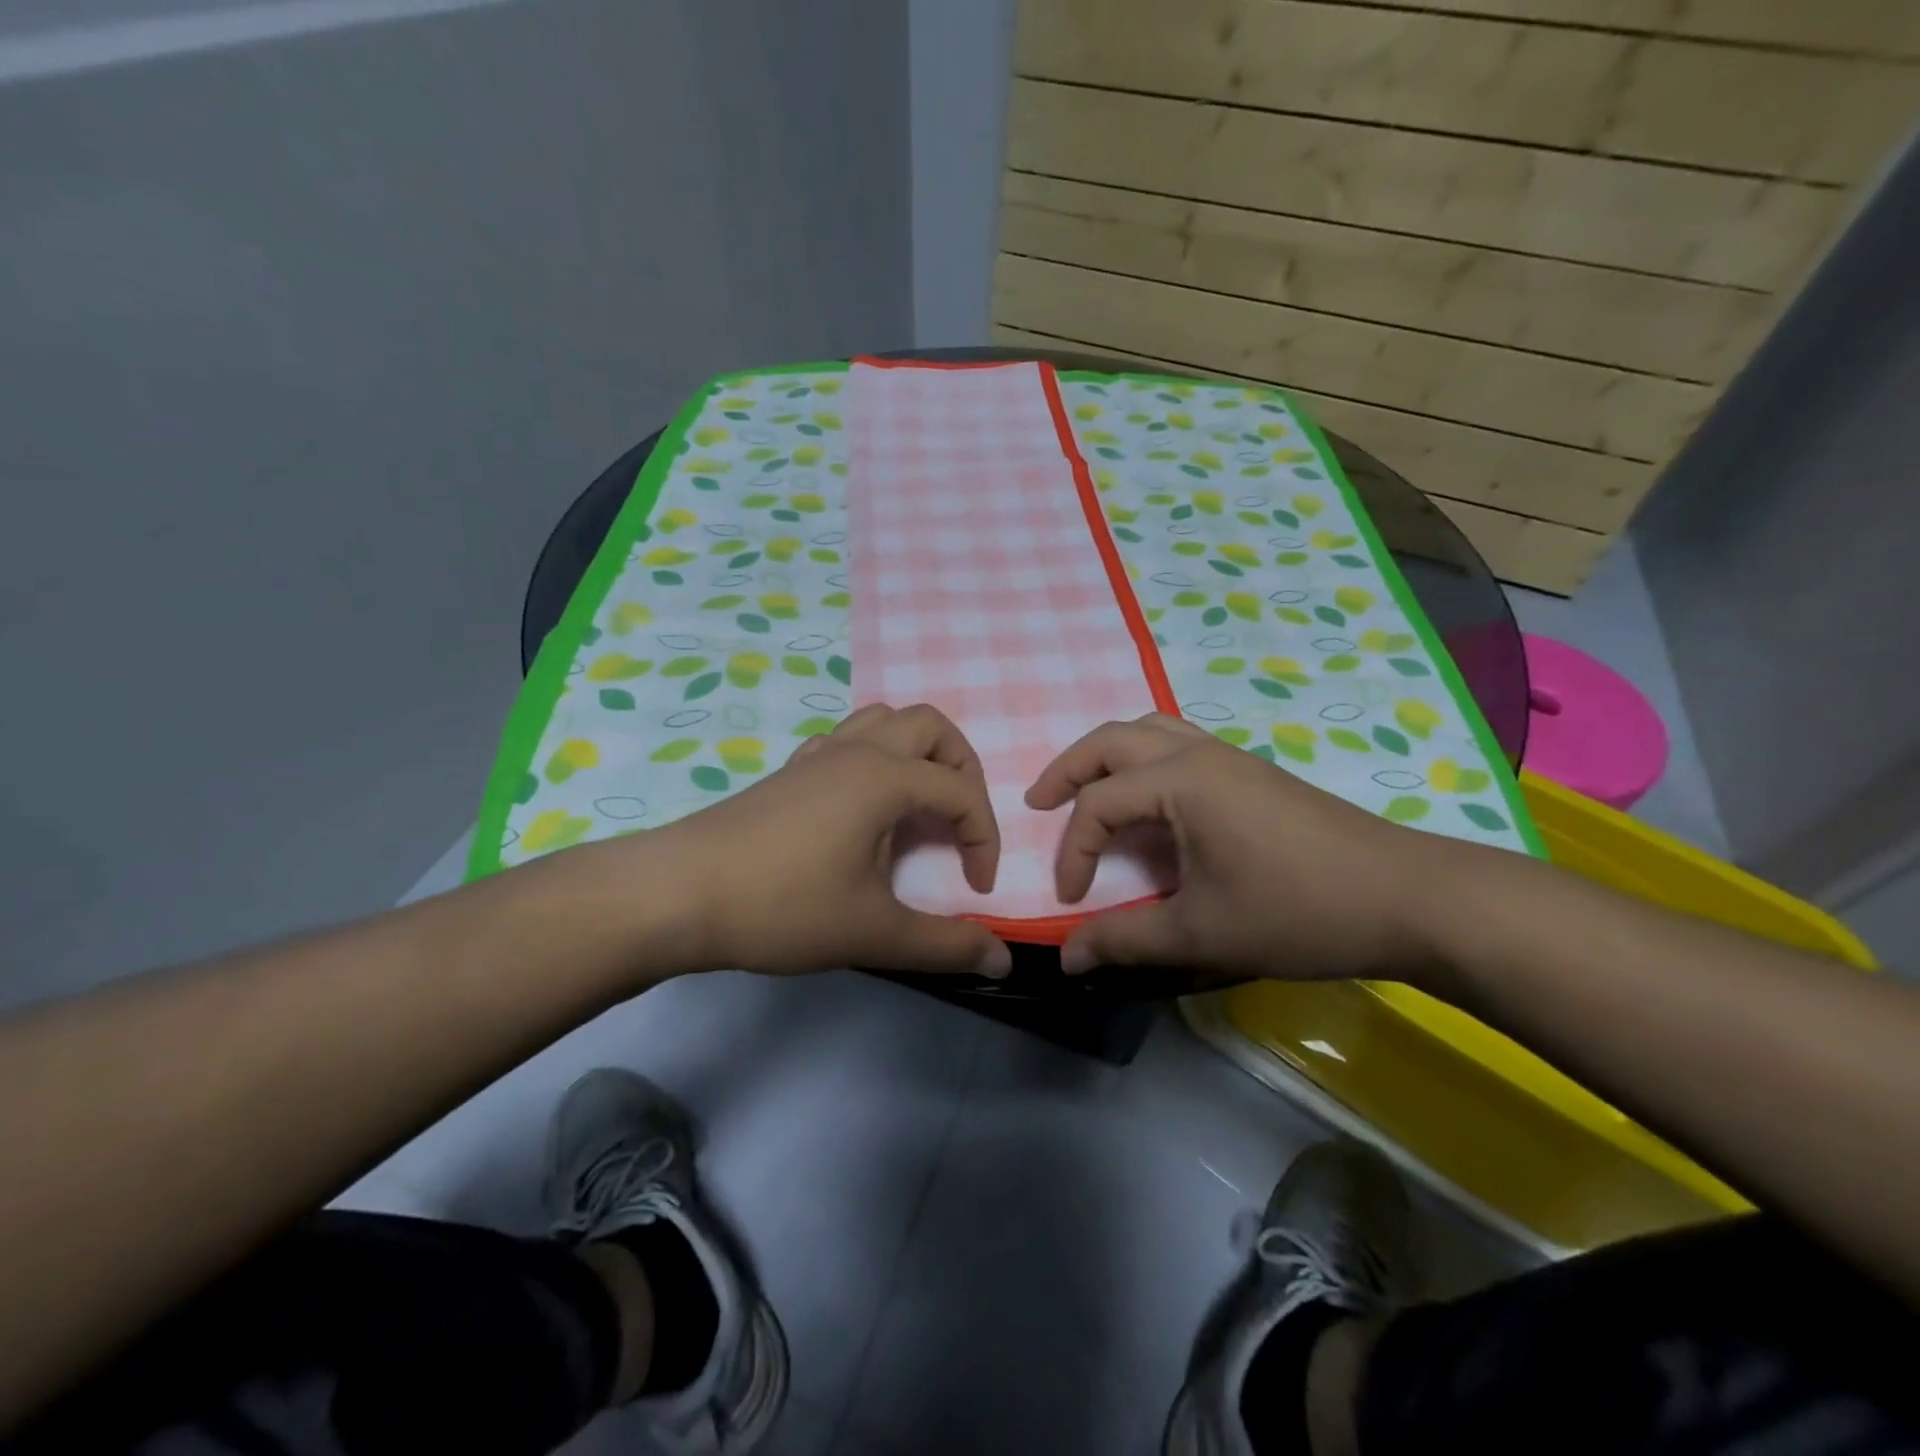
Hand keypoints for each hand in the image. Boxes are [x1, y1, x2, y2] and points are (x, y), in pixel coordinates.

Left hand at [661, 703, 1011, 977]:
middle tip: (959, 820)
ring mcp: (819, 755)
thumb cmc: (782, 906)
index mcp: (885, 777)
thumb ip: (945, 945)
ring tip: (920, 804)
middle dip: (962, 768)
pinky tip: (863, 806)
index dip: (983, 838)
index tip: (976, 888)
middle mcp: (857, 751)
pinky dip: (875, 757)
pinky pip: (848, 740)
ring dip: (918, 752)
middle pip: (931, 726)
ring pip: (885, 720)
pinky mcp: (791, 771)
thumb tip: (1002, 962)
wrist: (678, 894)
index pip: (961, 792)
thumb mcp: (873, 932)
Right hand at [1025, 713, 1469, 981]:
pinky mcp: (1252, 773)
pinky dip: (1144, 761)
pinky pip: (1179, 745)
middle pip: (1112, 740)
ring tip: (1086, 793)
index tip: (1071, 902)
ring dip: (1107, 757)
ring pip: (1148, 731)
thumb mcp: (1200, 933)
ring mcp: (1230, 757)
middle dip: (1067, 770)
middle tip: (1039, 804)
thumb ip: (1124, 941)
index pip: (1100, 806)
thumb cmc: (1297, 910)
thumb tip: (1066, 958)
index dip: (1074, 853)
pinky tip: (1150, 803)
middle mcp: (1198, 752)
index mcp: (1180, 780)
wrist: (1408, 898)